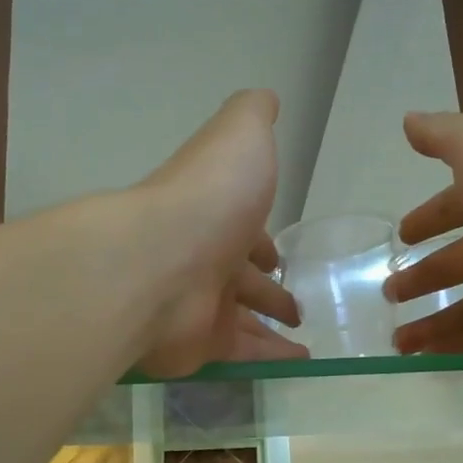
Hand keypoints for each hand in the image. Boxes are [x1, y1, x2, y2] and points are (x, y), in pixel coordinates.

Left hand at [133, 91, 306, 377]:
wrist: (159, 262)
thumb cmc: (209, 198)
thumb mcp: (239, 136)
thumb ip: (253, 115)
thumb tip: (266, 99)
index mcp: (214, 214)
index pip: (242, 230)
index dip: (263, 240)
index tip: (279, 255)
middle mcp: (203, 259)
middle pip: (241, 278)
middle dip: (266, 289)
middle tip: (295, 306)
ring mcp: (200, 305)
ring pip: (242, 318)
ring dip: (270, 324)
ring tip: (303, 334)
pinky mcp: (202, 345)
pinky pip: (244, 354)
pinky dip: (270, 358)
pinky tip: (300, 364)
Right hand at [385, 112, 462, 365]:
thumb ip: (444, 135)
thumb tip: (409, 120)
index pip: (459, 206)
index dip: (429, 217)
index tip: (402, 234)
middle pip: (461, 260)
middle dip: (424, 274)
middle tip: (389, 290)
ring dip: (432, 321)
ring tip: (396, 339)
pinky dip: (456, 349)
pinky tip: (422, 358)